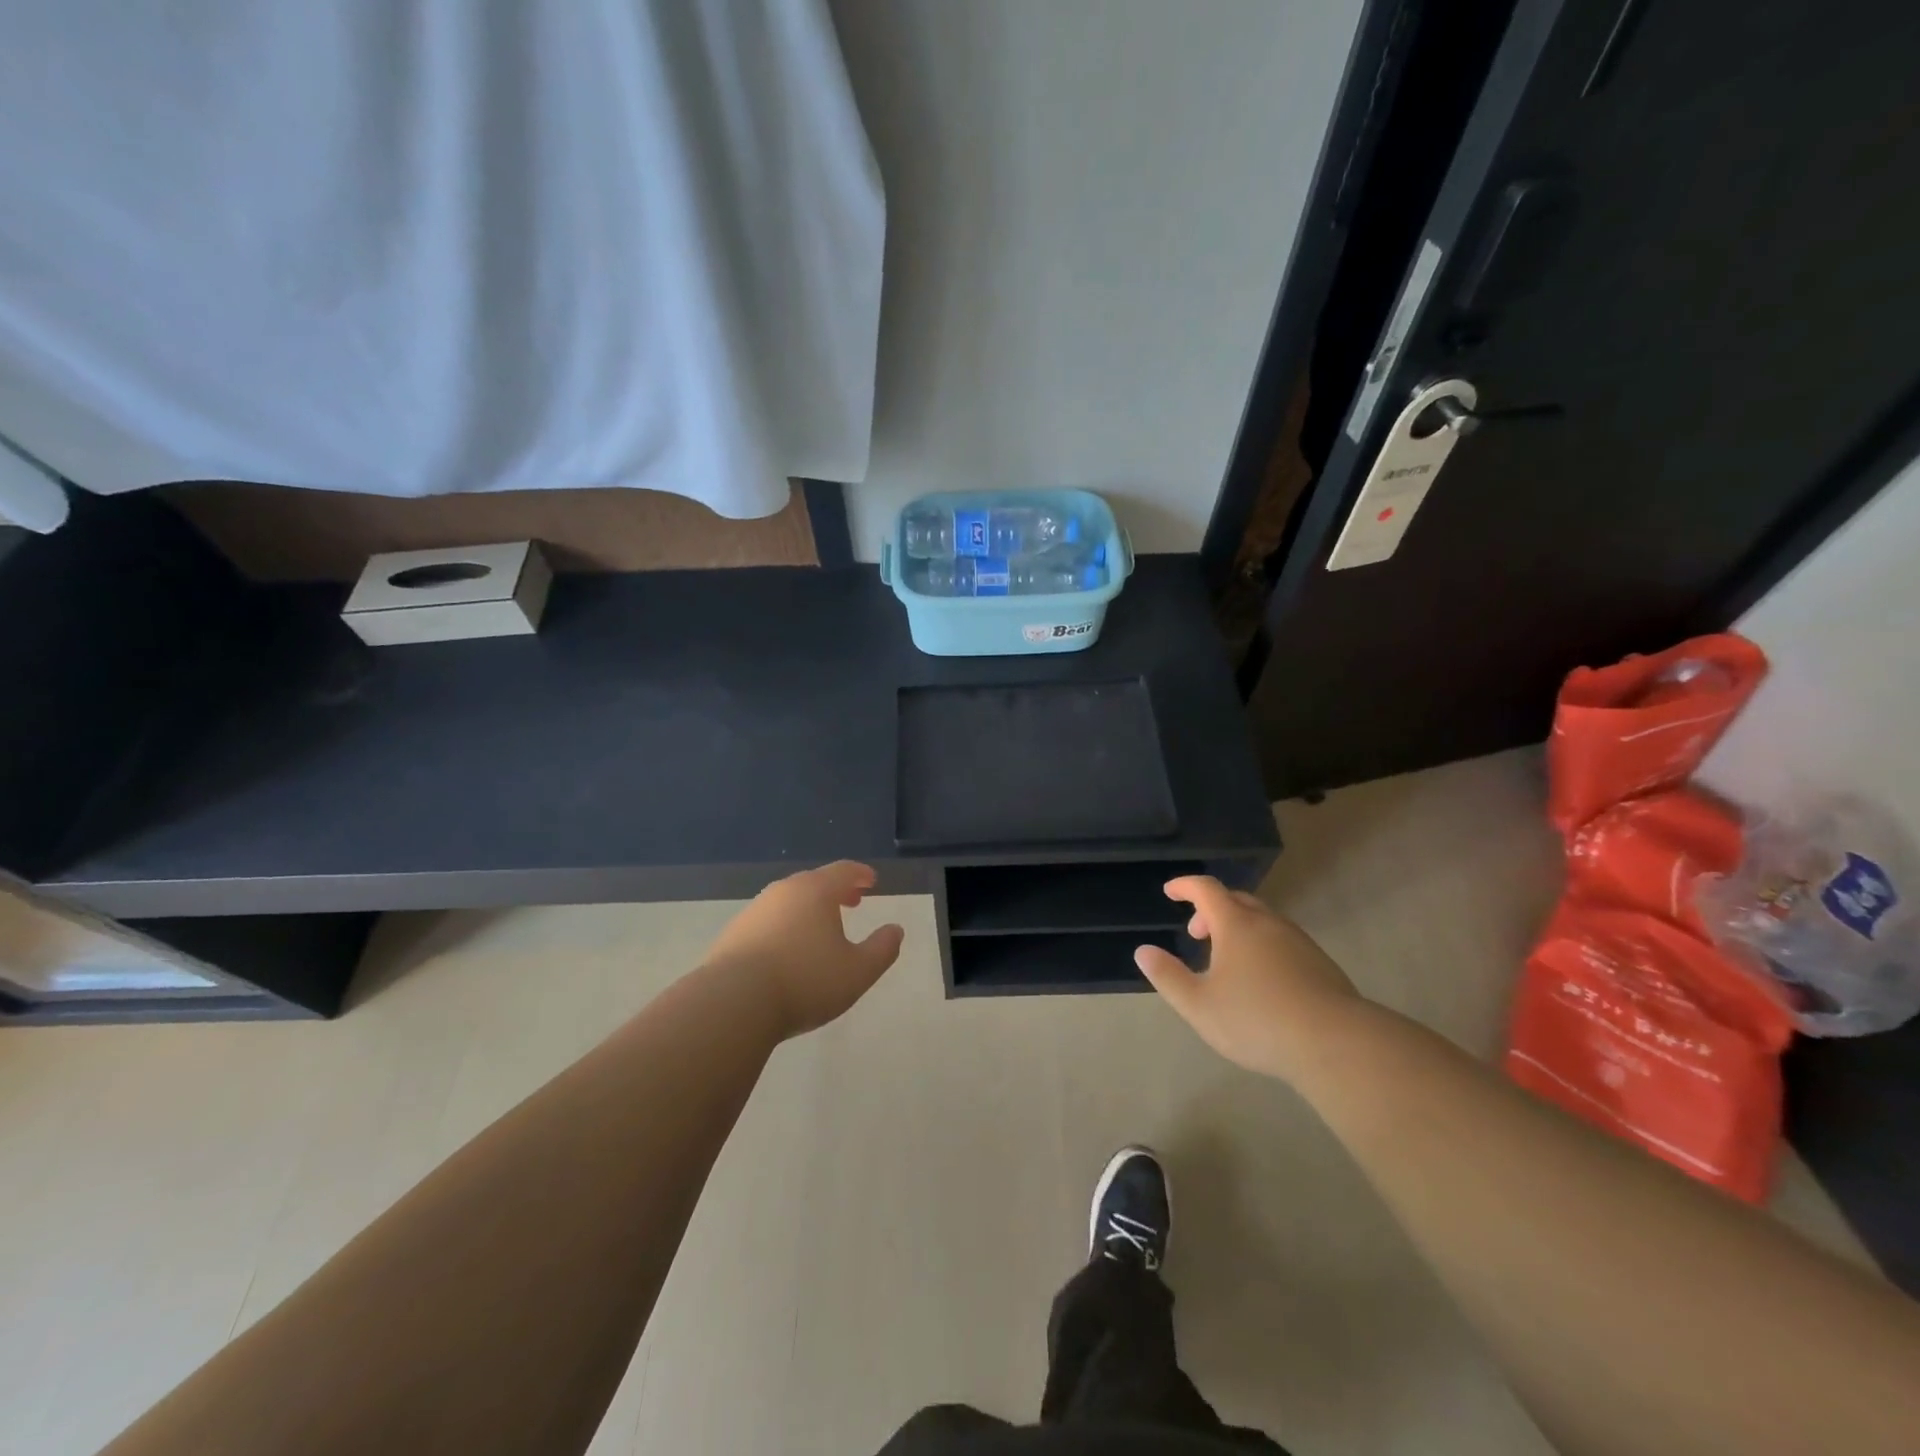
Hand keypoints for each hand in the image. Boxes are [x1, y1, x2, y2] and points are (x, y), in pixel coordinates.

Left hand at [703, 861, 905, 1038]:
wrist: (732, 1003)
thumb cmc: (805, 981)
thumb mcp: (858, 971)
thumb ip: (882, 949)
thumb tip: (895, 930)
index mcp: (815, 891)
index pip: (843, 871)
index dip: (860, 874)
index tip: (871, 881)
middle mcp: (783, 892)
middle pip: (813, 883)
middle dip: (835, 891)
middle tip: (851, 903)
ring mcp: (754, 912)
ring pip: (788, 902)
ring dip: (808, 910)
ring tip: (820, 931)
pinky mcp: (732, 935)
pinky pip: (768, 922)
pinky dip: (785, 927)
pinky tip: (787, 952)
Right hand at [1134, 875, 1363, 1082]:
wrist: (1336, 1043)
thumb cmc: (1257, 1020)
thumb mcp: (1199, 1005)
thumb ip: (1168, 976)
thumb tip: (1143, 951)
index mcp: (1236, 925)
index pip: (1206, 889)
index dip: (1185, 886)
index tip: (1170, 892)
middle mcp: (1268, 924)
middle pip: (1237, 900)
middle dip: (1211, 909)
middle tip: (1197, 933)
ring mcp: (1299, 942)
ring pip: (1263, 921)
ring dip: (1238, 928)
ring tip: (1227, 960)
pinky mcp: (1321, 964)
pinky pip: (1282, 941)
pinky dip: (1262, 945)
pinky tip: (1262, 980)